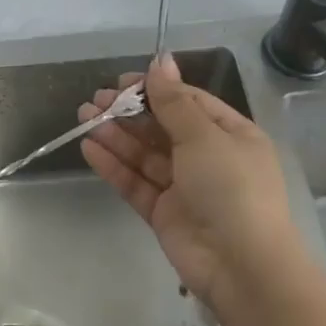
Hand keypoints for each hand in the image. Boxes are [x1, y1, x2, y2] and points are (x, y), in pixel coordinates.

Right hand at [79, 53, 298, 310]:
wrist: (242, 266)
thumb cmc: (231, 187)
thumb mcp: (204, 136)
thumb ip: (174, 101)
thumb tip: (161, 60)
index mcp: (230, 134)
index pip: (188, 102)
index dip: (154, 89)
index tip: (121, 81)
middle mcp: (208, 158)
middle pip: (162, 127)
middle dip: (128, 112)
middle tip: (94, 101)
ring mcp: (185, 187)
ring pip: (144, 154)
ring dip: (115, 135)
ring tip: (83, 118)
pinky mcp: (164, 213)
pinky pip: (136, 182)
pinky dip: (114, 165)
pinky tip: (90, 148)